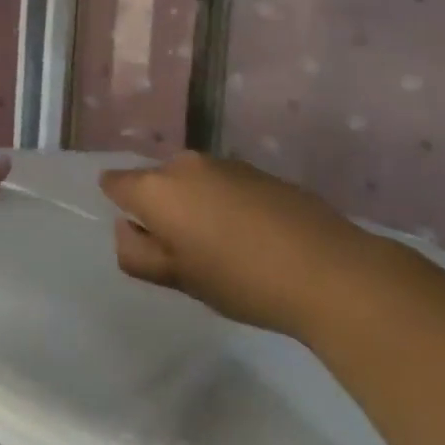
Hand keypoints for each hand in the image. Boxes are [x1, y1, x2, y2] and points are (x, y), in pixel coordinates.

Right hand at [99, 151, 388, 335]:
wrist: (330, 271)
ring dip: (195, 205)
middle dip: (161, 208)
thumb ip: (136, 253)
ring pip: (193, 182)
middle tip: (185, 251)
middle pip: (156, 181)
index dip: (121, 207)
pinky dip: (227, 203)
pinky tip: (254, 237)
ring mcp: (227, 163)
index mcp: (157, 188)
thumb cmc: (239, 280)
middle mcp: (186, 164)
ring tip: (223, 247)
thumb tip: (128, 228)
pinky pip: (225, 184)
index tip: (144, 237)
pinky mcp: (261, 171)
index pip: (114, 183)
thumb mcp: (177, 279)